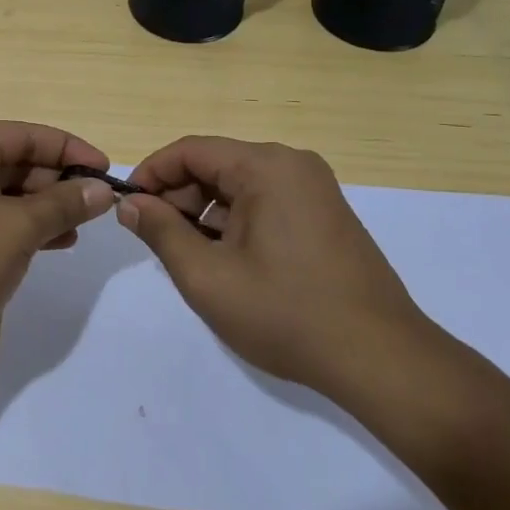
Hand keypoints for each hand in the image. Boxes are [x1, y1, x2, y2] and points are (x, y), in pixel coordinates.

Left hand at [0, 121, 117, 372]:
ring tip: (79, 230)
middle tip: (98, 209)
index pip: (28, 135)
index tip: (110, 173)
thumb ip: (63, 204)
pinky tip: (50, 244)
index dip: (72, 151)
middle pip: (15, 161)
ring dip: (42, 208)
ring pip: (3, 192)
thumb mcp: (17, 230)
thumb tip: (103, 189)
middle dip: (57, 183)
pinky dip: (19, 226)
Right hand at [118, 136, 434, 401]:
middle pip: (215, 164)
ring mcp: (314, 189)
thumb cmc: (286, 314)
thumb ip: (160, 232)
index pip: (190, 150)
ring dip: (206, 213)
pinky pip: (265, 202)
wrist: (381, 360)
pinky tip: (228, 262)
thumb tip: (130, 204)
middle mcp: (293, 164)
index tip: (127, 206)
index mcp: (267, 166)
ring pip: (239, 185)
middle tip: (156, 238)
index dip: (151, 174)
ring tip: (190, 257)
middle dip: (178, 197)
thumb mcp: (207, 276)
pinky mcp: (325, 214)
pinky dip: (235, 222)